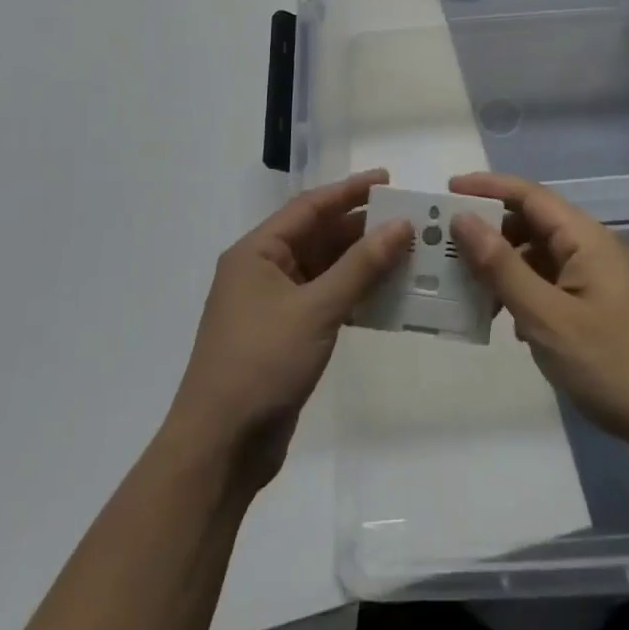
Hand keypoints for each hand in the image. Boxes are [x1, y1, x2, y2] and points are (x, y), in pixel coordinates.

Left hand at [165, 170, 410, 490]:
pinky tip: (388, 296)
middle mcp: (263, 271)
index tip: (389, 180)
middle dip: (361, 228)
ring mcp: (273, 305)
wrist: (220, 449)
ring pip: (325, 270)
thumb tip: (401, 225)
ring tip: (407, 254)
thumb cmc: (262, 364)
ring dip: (362, 263)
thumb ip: (361, 266)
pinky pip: (326, 300)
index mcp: (257, 252)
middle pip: (318, 236)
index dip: (350, 191)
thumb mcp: (316, 309)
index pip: (310, 207)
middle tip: (408, 221)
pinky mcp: (286, 336)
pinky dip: (355, 295)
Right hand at [449, 173, 628, 456]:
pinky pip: (548, 279)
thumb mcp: (545, 317)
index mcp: (584, 237)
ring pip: (537, 253)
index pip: (529, 195)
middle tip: (444, 242)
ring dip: (502, 263)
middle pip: (531, 222)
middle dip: (489, 228)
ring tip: (463, 281)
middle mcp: (590, 246)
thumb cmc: (607, 362)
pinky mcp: (594, 301)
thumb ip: (502, 267)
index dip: (487, 187)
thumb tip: (463, 219)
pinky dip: (521, 287)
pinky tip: (500, 315)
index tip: (446, 190)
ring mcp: (594, 275)